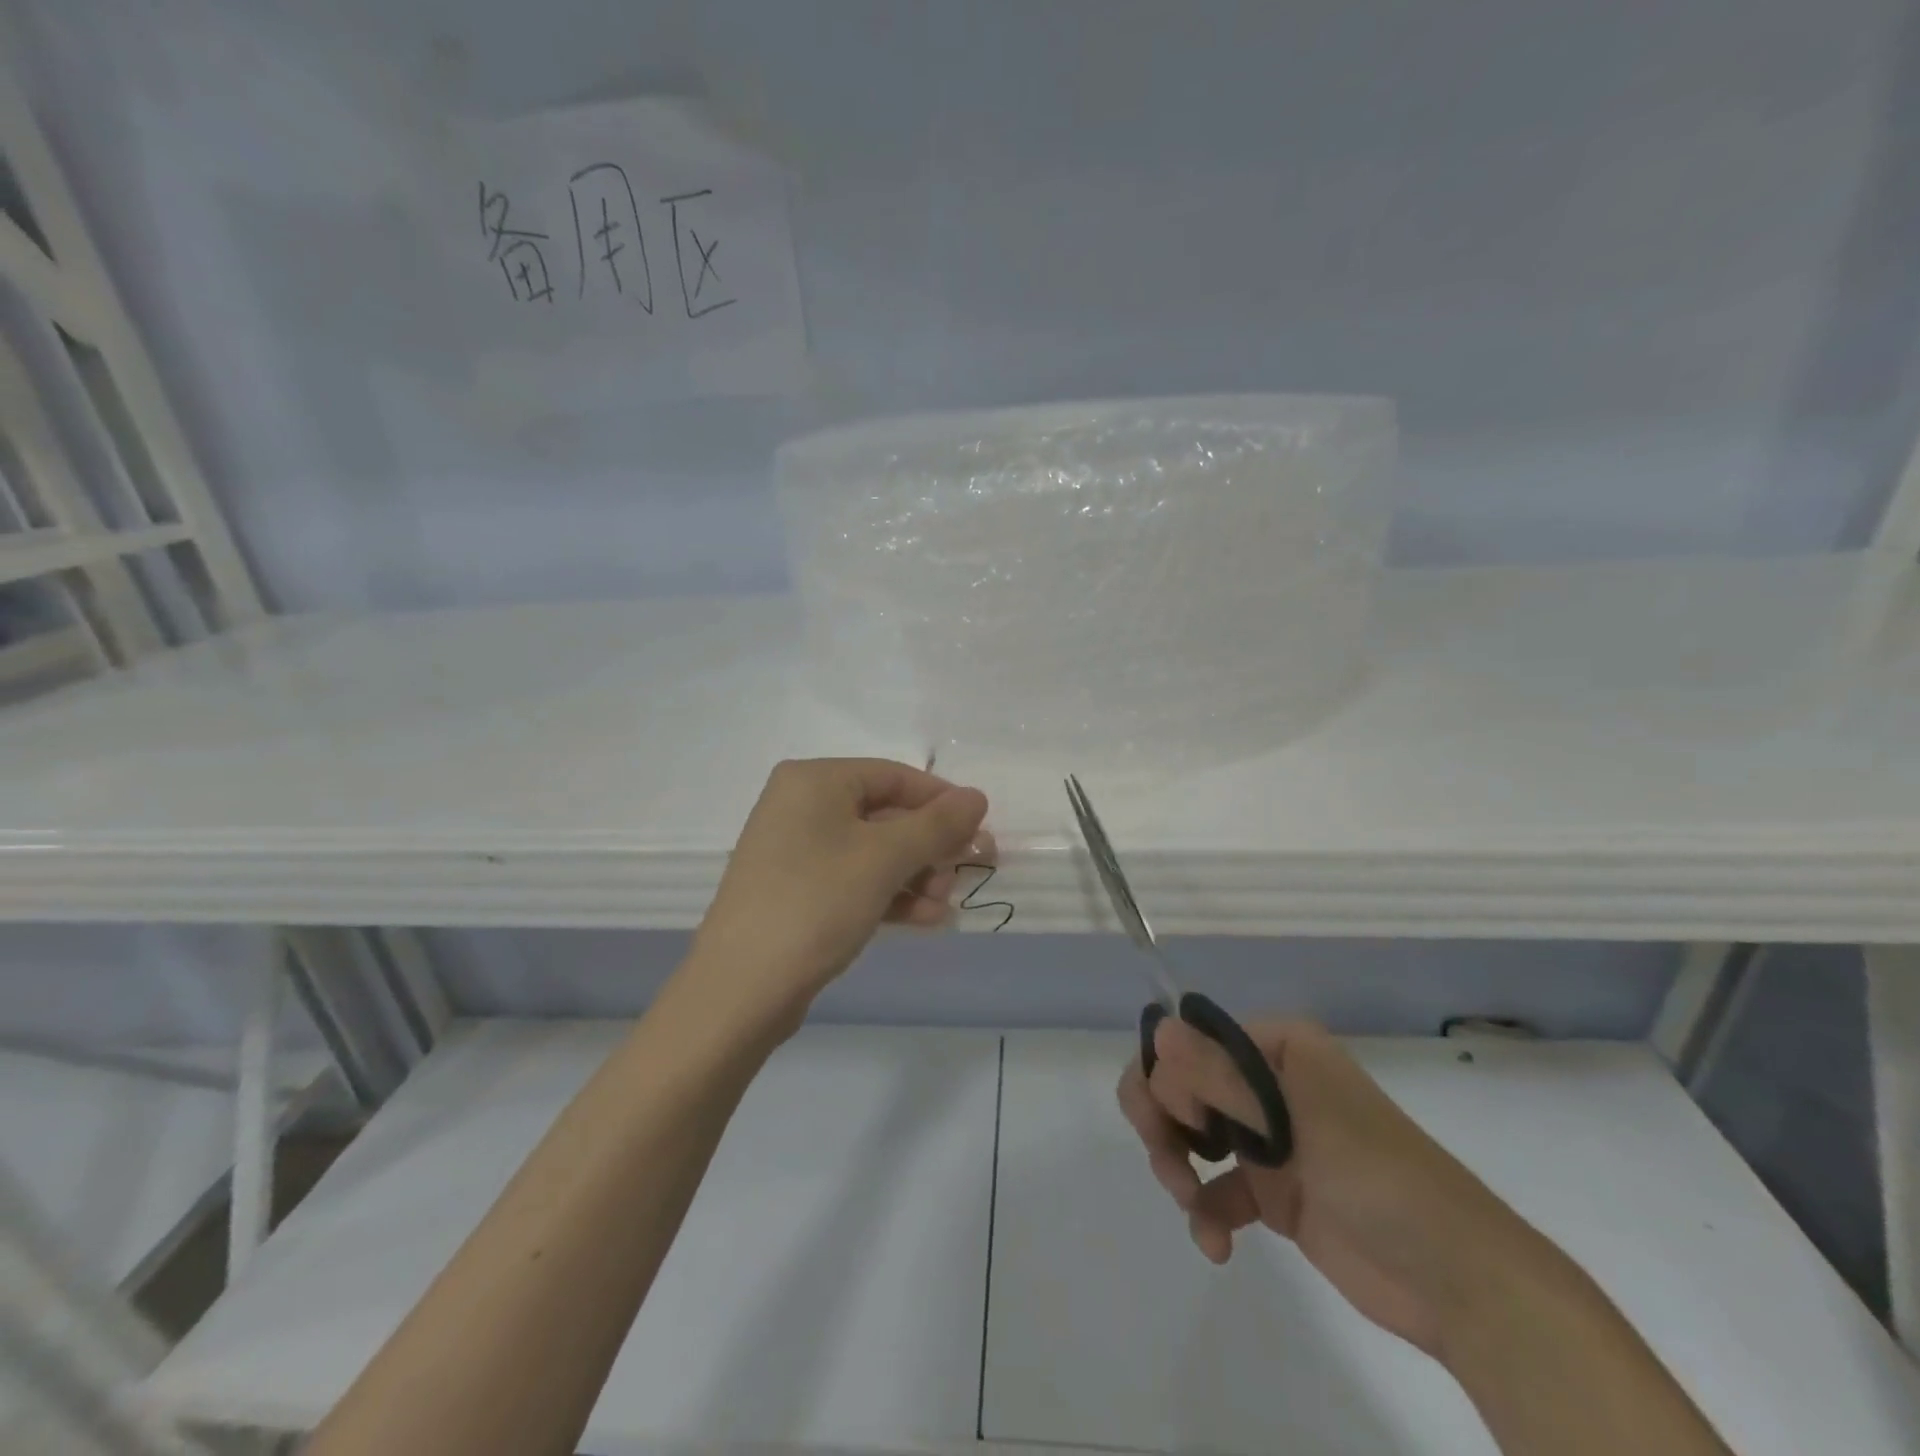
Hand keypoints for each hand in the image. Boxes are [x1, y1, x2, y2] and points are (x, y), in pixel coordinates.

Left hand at [688, 758, 990, 1032]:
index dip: (942, 802)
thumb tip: (977, 797)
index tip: (980, 832)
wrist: (740, 990)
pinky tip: (924, 919)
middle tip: (965, 874)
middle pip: (886, 814)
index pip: (895, 776)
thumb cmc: (816, 903)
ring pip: (874, 851)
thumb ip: (937, 824)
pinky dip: (890, 894)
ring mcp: (796, 850)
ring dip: (915, 875)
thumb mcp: (884, 858)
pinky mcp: (797, 890)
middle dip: (930, 847)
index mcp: (815, 780)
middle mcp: (801, 806)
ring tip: (942, 905)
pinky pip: (854, 879)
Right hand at [1119, 1017, 1554, 1359]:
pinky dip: (1205, 1213)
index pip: (1194, 1041)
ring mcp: (1268, 1138)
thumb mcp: (1298, 1122)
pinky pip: (1215, 1189)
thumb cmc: (1377, 1177)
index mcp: (1278, 1048)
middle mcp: (1266, 1083)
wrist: (1457, 1282)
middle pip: (1183, 1085)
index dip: (1171, 1076)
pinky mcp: (1271, 1192)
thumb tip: (1158, 1028)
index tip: (1181, 1120)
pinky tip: (1216, 1243)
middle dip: (1163, 1121)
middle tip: (1170, 1163)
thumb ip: (1222, 1078)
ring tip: (1190, 1205)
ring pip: (1190, 1134)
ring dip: (1177, 1167)